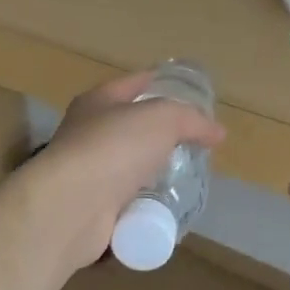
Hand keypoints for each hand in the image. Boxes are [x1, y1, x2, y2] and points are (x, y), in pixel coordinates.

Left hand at [21, 73, 226, 275]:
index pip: (133, 83)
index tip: (185, 89)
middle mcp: (87, 133)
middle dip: (161, 133)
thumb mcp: (162, 119)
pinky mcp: (91, 208)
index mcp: (98, 102)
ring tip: (186, 177)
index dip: (158, 81)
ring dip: (153, 172)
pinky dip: (144, 205)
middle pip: (131, 127)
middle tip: (194, 141)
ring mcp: (87, 173)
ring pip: (129, 167)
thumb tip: (217, 132)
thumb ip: (191, 120)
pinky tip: (165, 208)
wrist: (72, 206)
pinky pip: (126, 202)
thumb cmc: (114, 147)